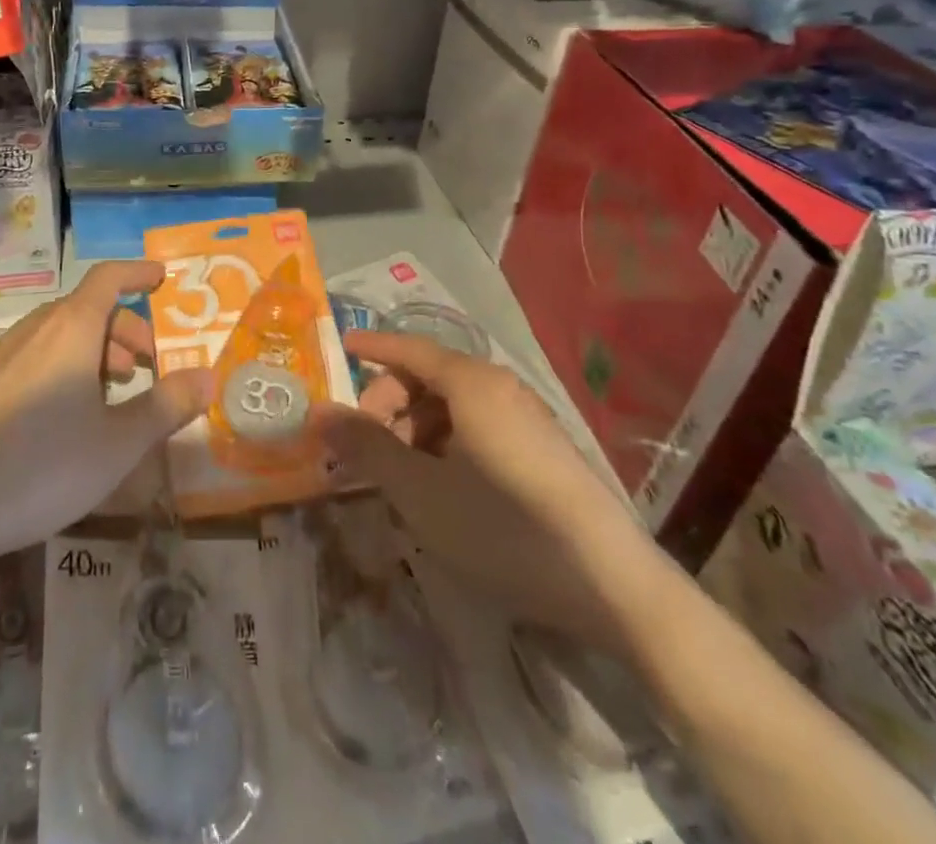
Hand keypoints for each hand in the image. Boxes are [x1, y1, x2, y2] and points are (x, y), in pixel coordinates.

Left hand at [0, 261, 214, 577]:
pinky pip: (37, 355)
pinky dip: (67, 365)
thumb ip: (166, 405)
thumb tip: (209, 375)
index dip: (138, 273)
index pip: (108, 278)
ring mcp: (4, 355)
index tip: (163, 278)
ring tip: (115, 391)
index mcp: (71, 330)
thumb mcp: (118, 443)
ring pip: (61, 333)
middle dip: (126, 328)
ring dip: (96, 349)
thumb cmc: (42, 466)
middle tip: (149, 365)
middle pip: (88, 308)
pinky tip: (70, 414)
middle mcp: (36, 330)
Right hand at [315, 330, 669, 652]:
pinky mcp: (544, 450)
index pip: (410, 348)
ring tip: (400, 474)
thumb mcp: (420, 492)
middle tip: (366, 446)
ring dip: (417, 428)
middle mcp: (501, 388)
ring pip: (454, 404)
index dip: (372, 348)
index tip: (341, 349)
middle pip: (429, 377)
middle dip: (390, 404)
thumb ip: (366, 447)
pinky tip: (441, 486)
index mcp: (472, 384)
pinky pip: (480, 426)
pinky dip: (447, 442)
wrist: (615, 588)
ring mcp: (528, 418)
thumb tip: (319, 412)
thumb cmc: (505, 528)